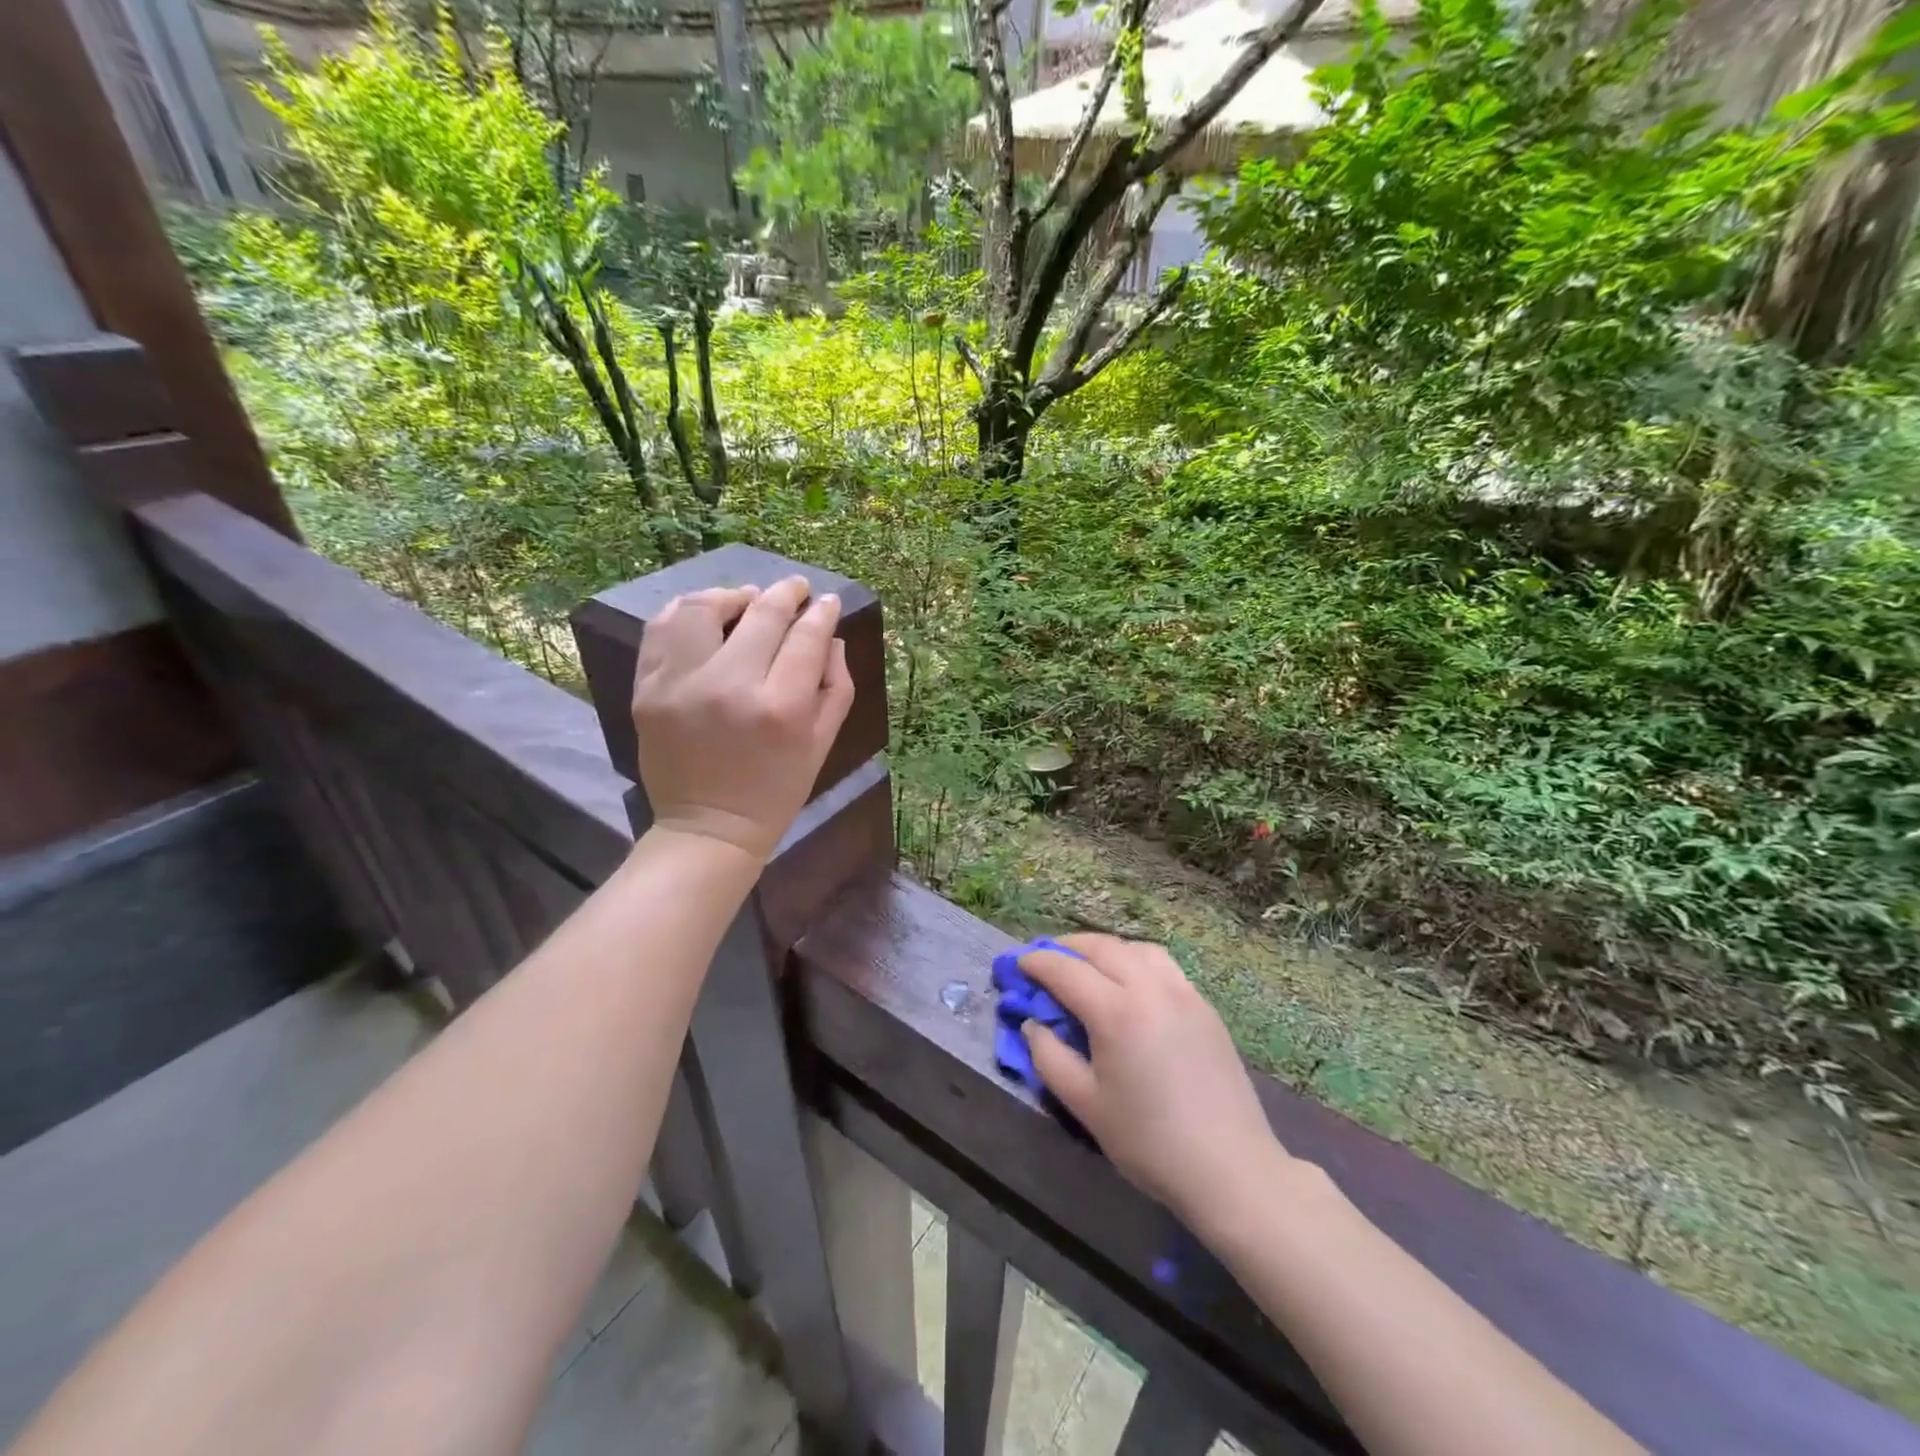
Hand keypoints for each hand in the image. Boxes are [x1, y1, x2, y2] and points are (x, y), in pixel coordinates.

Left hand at [630, 576, 854, 861]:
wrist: (708, 829)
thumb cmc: (776, 792)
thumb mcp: (821, 745)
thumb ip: (836, 687)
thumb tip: (831, 638)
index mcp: (780, 707)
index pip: (806, 637)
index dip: (821, 612)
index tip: (826, 602)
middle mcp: (729, 686)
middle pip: (762, 614)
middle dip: (786, 593)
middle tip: (796, 589)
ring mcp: (680, 685)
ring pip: (702, 609)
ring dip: (731, 595)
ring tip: (746, 599)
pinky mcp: (647, 690)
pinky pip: (661, 630)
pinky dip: (685, 613)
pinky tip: (705, 615)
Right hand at [1020, 934, 1290, 1230]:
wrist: (1230, 1168)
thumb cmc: (1149, 1142)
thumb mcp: (1085, 1105)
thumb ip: (1050, 1057)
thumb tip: (1034, 1024)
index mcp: (1116, 1013)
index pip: (1066, 971)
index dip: (1037, 962)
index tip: (1018, 964)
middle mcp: (1150, 989)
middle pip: (1102, 947)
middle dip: (1068, 947)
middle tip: (1046, 958)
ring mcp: (1183, 993)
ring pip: (1136, 948)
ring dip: (1105, 949)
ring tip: (1087, 965)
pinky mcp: (1204, 1006)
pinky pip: (1163, 965)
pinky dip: (1136, 960)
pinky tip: (1129, 982)